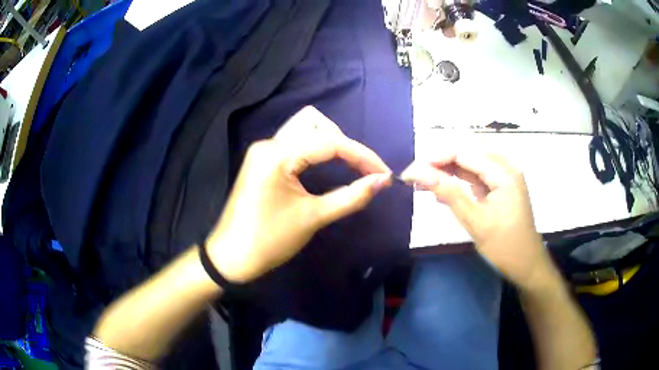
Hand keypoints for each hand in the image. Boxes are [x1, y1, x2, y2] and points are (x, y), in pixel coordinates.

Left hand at [206, 106, 391, 282]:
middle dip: (344, 143)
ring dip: (330, 142)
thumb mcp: (313, 217)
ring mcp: (263, 150)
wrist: (231, 257)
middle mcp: (269, 143)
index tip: (384, 173)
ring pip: (304, 129)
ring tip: (348, 166)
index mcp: (277, 154)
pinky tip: (326, 165)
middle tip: (361, 170)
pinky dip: (315, 149)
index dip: (362, 156)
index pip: (330, 142)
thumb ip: (351, 196)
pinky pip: (294, 143)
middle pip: (315, 123)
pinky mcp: (262, 160)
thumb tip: (383, 181)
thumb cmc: (270, 241)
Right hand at [401, 149, 550, 287]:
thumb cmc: (505, 246)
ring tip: (423, 182)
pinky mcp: (499, 187)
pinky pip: (475, 176)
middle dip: (439, 162)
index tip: (411, 172)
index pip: (464, 152)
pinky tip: (441, 190)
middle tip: (416, 177)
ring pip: (469, 163)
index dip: (435, 158)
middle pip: (467, 152)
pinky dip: (458, 181)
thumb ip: (449, 193)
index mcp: (503, 172)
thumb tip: (420, 174)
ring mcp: (503, 176)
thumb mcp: (476, 221)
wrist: (527, 265)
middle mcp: (505, 167)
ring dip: (447, 170)